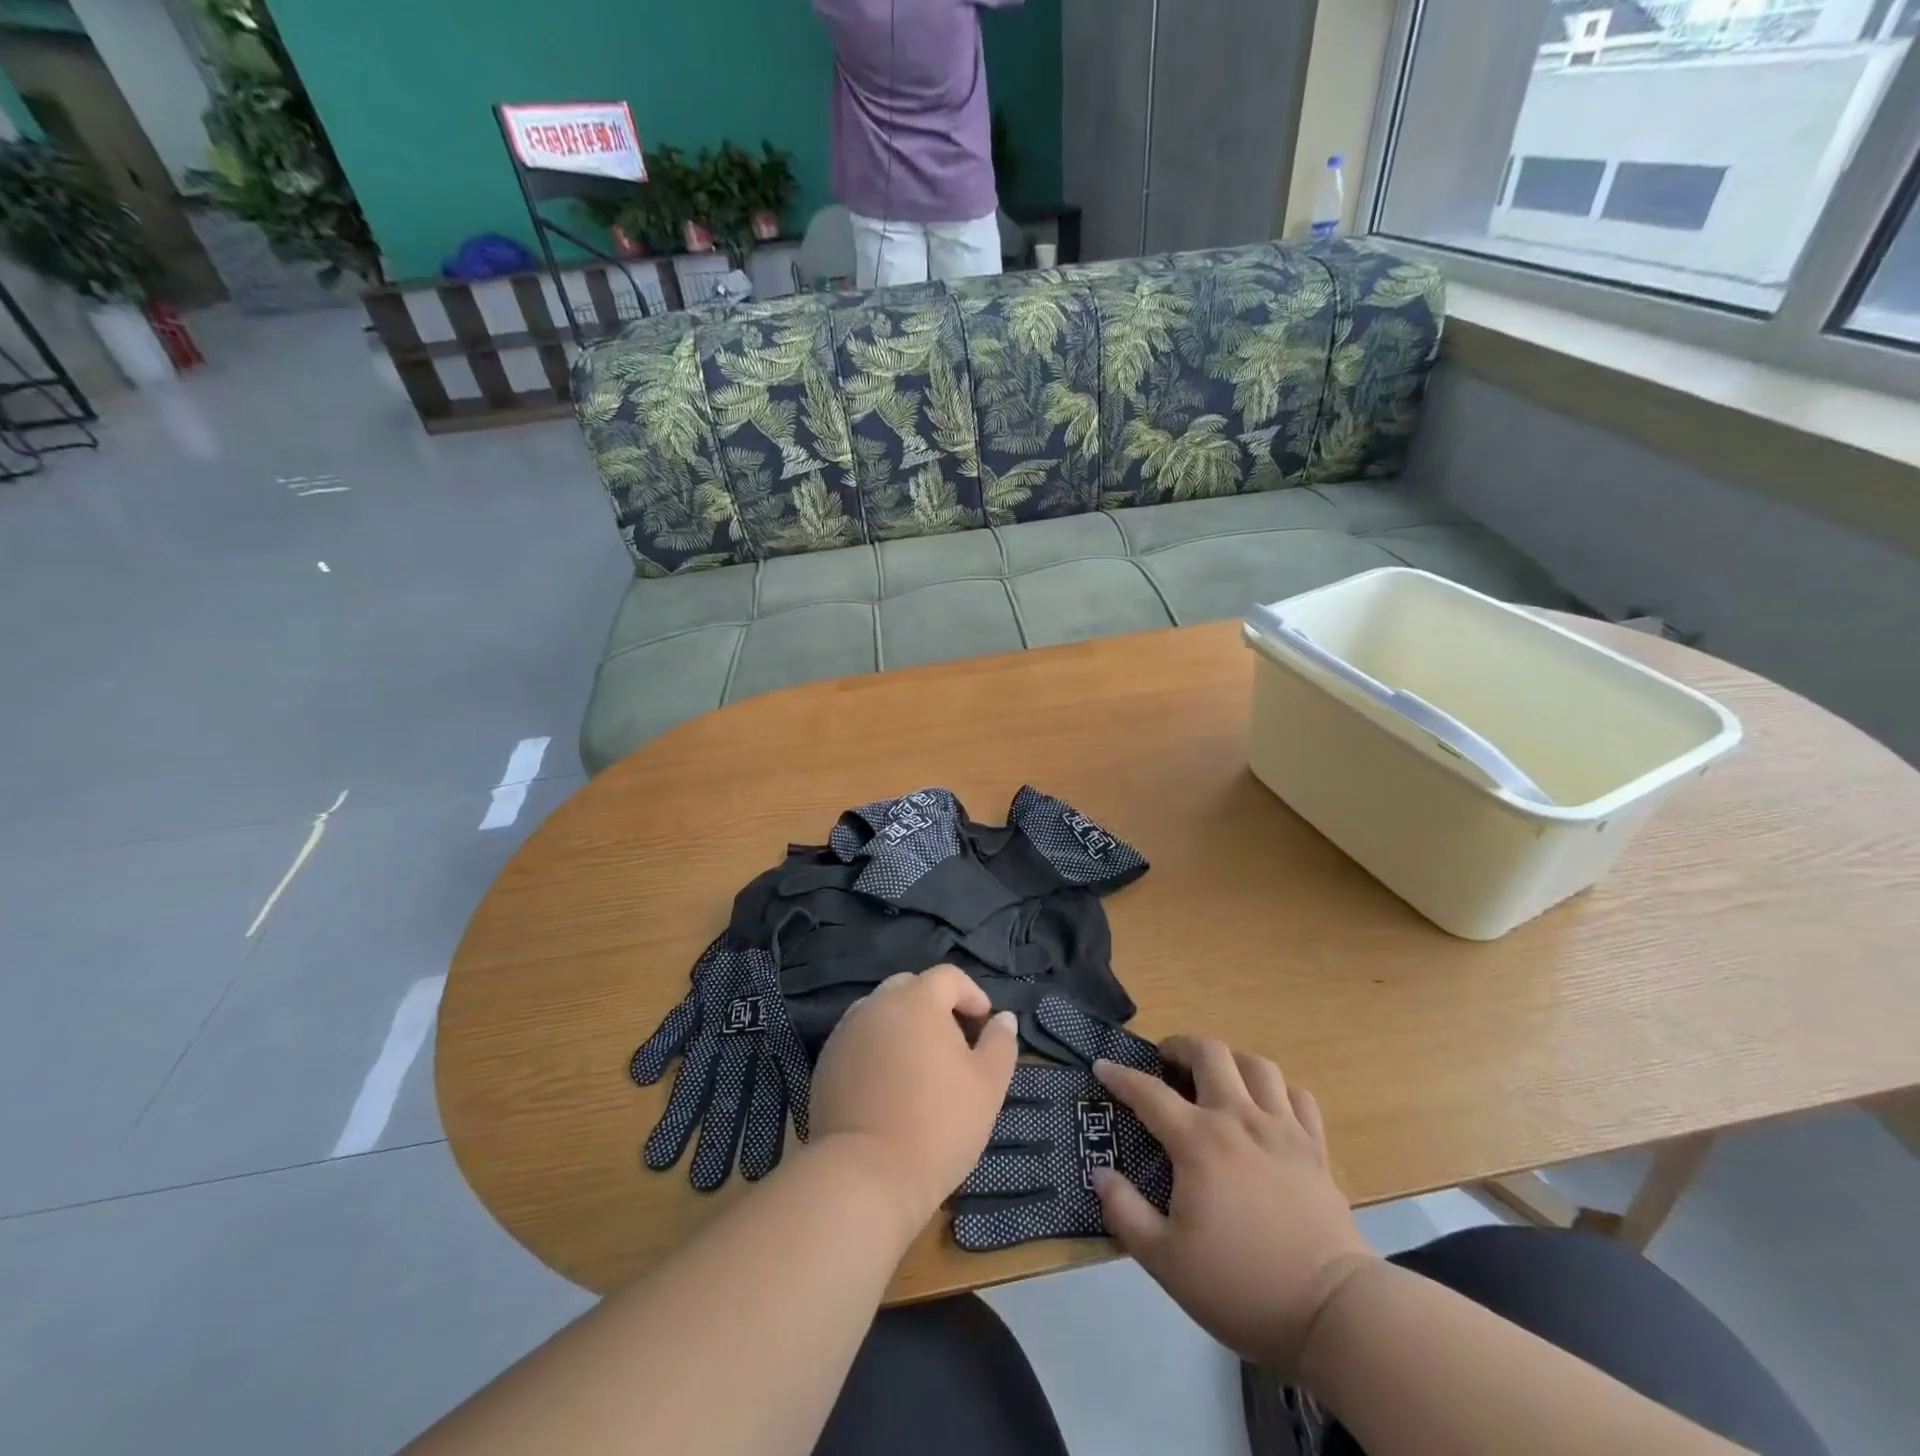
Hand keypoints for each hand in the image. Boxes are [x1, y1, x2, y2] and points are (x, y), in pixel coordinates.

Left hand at [803, 965, 1018, 1236]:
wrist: (865, 1174)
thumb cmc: (938, 1124)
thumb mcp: (987, 1085)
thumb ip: (1000, 1044)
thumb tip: (1003, 1018)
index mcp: (917, 1000)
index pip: (948, 977)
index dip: (971, 994)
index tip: (984, 1023)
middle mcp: (877, 1004)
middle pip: (910, 988)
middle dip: (934, 1006)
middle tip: (952, 1043)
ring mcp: (846, 1032)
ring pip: (880, 1013)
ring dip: (902, 1026)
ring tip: (919, 1065)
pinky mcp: (826, 1062)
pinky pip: (859, 1041)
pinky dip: (877, 1050)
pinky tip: (889, 1086)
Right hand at [1091, 1039, 1376, 1376]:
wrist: (1332, 1313)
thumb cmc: (1241, 1286)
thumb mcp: (1165, 1261)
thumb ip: (1125, 1212)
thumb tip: (1100, 1172)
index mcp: (1198, 1142)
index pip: (1148, 1092)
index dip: (1120, 1076)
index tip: (1102, 1067)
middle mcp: (1239, 1119)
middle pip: (1210, 1053)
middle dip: (1181, 1046)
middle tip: (1166, 1062)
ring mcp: (1282, 1129)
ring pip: (1256, 1065)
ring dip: (1230, 1062)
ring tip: (1217, 1078)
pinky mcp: (1315, 1148)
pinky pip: (1298, 1096)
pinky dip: (1277, 1089)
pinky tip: (1267, 1106)